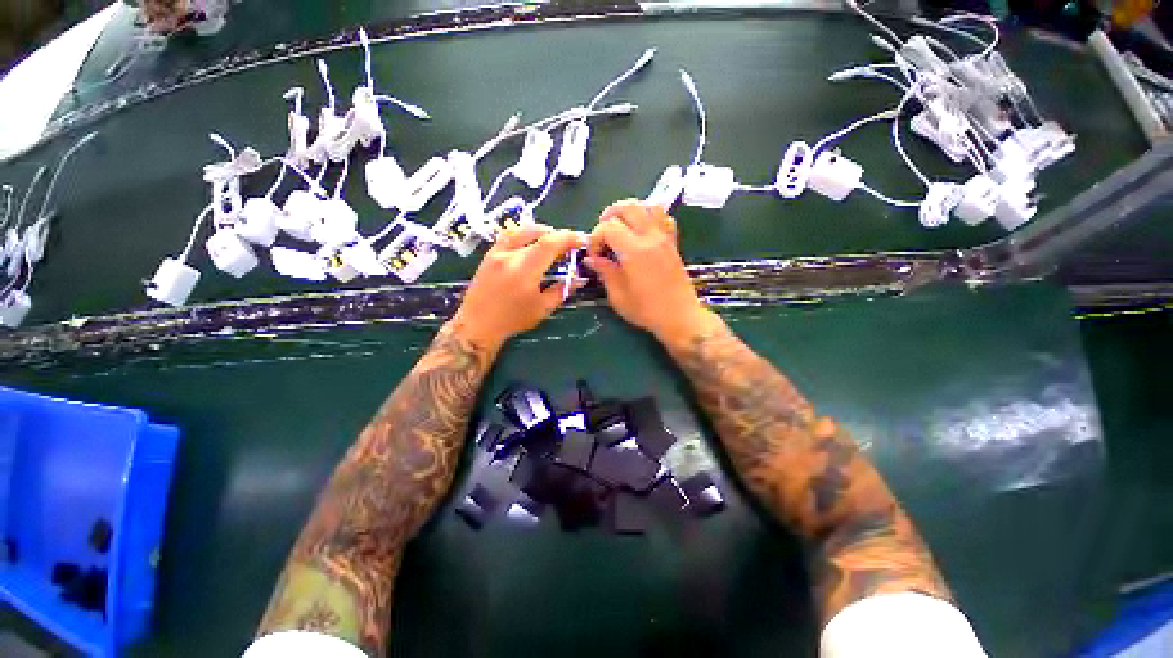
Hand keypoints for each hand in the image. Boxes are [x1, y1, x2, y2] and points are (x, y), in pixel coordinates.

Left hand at [449, 224, 584, 350]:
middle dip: (558, 236)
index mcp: (525, 269)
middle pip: (539, 234)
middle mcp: (510, 255)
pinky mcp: (489, 254)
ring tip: (552, 242)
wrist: (478, 324)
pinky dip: (525, 236)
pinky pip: (510, 236)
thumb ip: (561, 290)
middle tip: (568, 246)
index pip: (550, 243)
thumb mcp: (542, 308)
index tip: (581, 240)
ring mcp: (497, 252)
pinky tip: (531, 245)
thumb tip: (578, 279)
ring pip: (523, 230)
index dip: (568, 238)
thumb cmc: (513, 319)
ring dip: (541, 232)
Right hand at [585, 200, 719, 348]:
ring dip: (630, 211)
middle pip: (628, 206)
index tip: (595, 256)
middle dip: (609, 216)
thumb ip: (605, 272)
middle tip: (603, 234)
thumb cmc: (647, 311)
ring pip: (647, 206)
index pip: (608, 226)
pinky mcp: (673, 243)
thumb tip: (592, 258)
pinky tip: (642, 231)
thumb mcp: (618, 296)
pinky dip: (649, 216)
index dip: (595, 237)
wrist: (680, 317)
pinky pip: (663, 217)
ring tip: (621, 227)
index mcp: (634, 251)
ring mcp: (665, 238)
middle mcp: (651, 237)